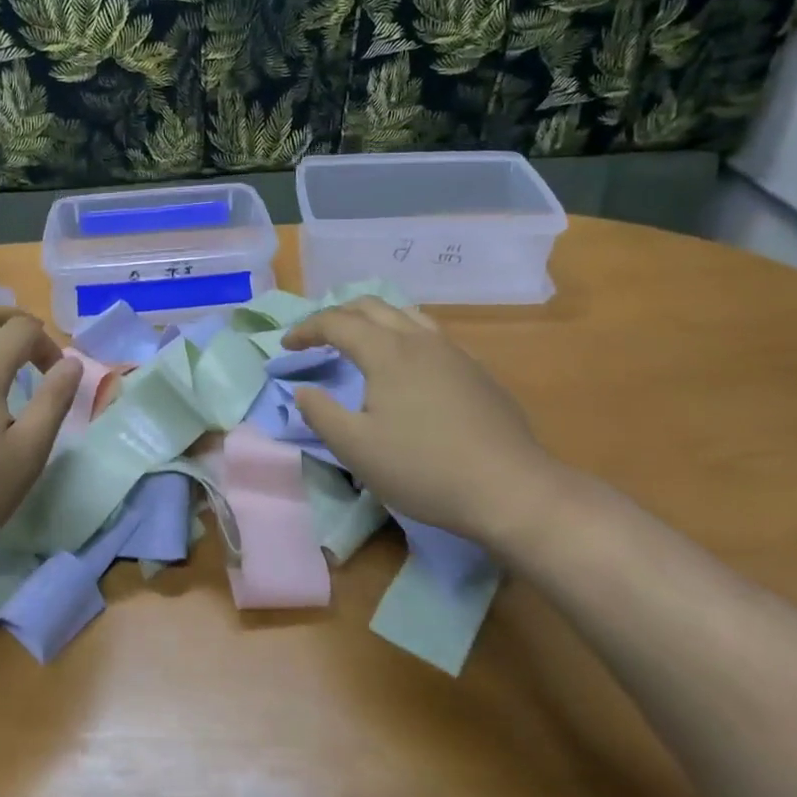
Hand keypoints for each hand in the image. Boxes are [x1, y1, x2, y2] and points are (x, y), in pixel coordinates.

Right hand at [283, 298, 569, 553]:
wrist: (511, 489)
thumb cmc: (423, 468)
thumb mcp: (356, 448)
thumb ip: (320, 414)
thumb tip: (302, 391)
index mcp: (387, 351)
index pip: (336, 322)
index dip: (306, 329)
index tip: (286, 346)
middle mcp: (420, 339)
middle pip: (371, 306)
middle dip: (337, 315)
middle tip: (316, 338)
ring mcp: (453, 353)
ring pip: (405, 315)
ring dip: (372, 319)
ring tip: (358, 341)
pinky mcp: (476, 371)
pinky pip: (429, 335)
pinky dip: (401, 335)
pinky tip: (404, 367)